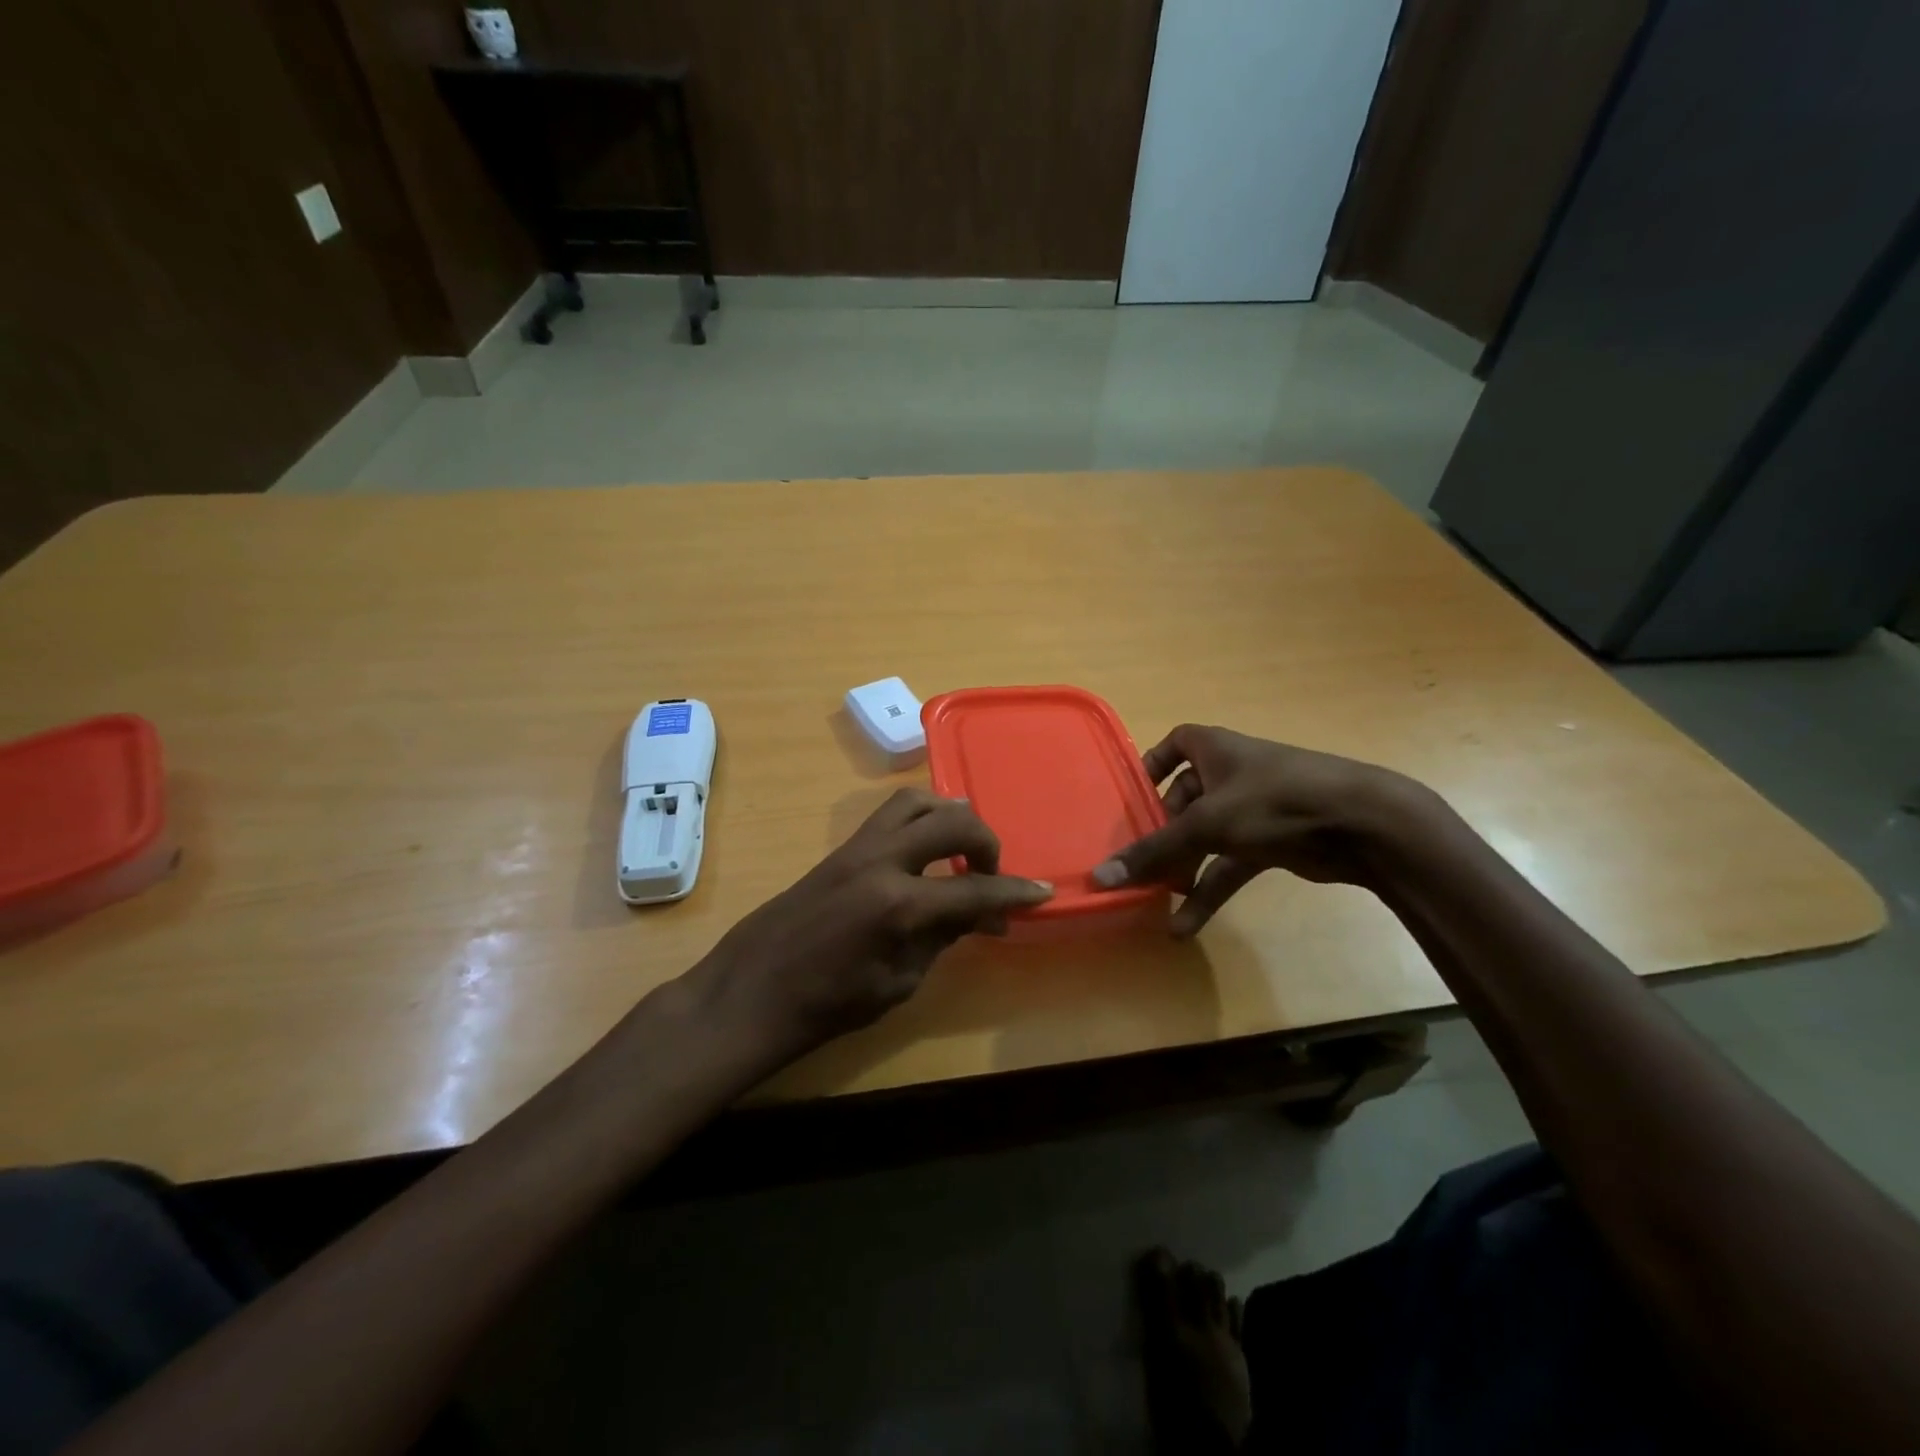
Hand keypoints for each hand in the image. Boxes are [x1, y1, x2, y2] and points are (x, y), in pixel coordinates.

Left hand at [701, 789, 1052, 1058]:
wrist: (754, 990)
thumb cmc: (827, 1004)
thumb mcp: (899, 983)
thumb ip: (942, 939)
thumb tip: (978, 914)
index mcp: (900, 905)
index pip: (975, 889)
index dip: (1014, 893)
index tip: (1041, 893)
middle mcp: (883, 860)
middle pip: (952, 822)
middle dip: (986, 841)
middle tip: (990, 872)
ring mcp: (858, 847)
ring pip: (918, 801)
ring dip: (950, 817)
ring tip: (959, 850)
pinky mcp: (841, 847)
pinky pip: (891, 815)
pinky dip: (921, 820)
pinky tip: (925, 852)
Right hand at [1090, 725, 1423, 936]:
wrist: (1362, 824)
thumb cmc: (1274, 801)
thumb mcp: (1207, 824)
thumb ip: (1154, 851)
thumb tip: (1100, 876)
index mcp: (1214, 749)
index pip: (1175, 743)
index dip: (1152, 763)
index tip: (1132, 794)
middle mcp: (1231, 773)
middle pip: (1184, 798)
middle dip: (1161, 831)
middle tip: (1138, 860)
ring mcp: (1253, 809)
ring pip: (1205, 836)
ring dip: (1182, 867)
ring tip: (1155, 898)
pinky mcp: (1271, 842)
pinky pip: (1228, 864)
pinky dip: (1209, 890)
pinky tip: (1185, 925)